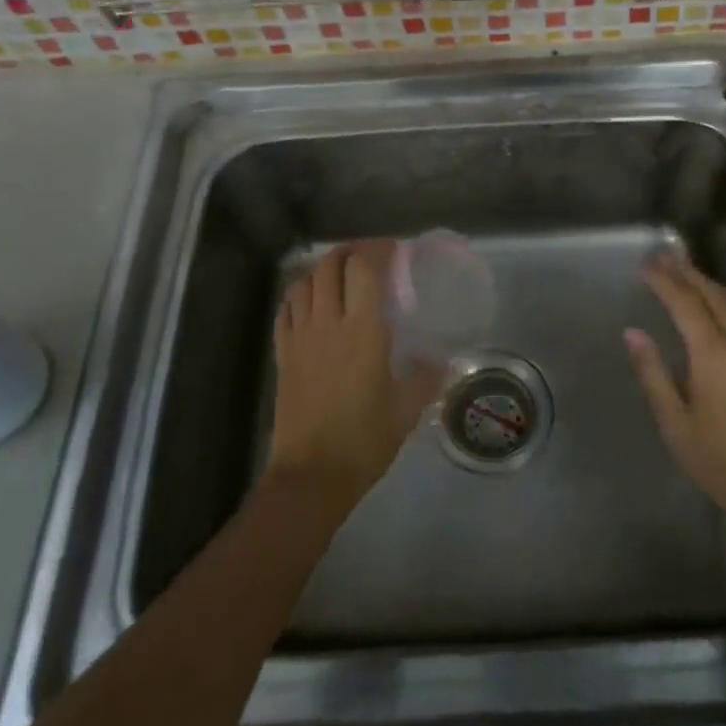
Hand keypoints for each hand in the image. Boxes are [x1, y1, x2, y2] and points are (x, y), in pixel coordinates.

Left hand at [267, 240, 441, 515]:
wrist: (312, 475)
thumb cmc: (365, 440)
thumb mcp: (406, 410)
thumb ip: (426, 379)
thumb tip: (442, 363)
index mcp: (363, 331)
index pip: (363, 268)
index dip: (377, 249)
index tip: (394, 250)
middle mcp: (328, 324)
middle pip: (330, 265)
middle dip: (350, 251)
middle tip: (369, 258)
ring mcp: (300, 338)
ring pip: (304, 282)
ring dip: (323, 269)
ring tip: (341, 274)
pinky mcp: (283, 355)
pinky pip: (285, 310)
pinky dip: (298, 294)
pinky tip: (310, 301)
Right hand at [625, 253, 725, 538]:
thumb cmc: (722, 464)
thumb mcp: (676, 424)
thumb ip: (653, 374)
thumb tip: (633, 333)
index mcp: (714, 356)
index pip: (685, 303)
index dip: (664, 280)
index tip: (645, 264)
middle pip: (713, 295)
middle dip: (686, 272)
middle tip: (662, 256)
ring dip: (709, 282)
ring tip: (686, 271)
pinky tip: (718, 302)